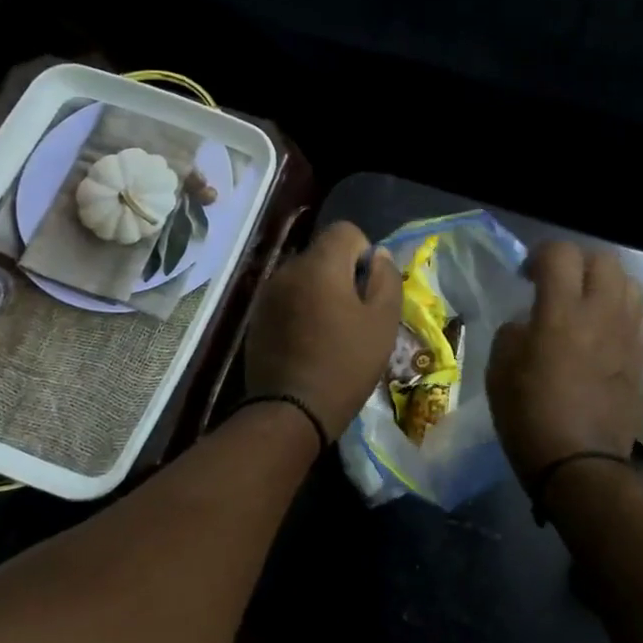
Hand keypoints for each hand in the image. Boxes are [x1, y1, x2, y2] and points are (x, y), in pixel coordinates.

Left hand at [246, 221, 402, 440]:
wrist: (291, 411)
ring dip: (320, 293)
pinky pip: (286, 299)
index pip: (345, 231)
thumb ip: (386, 279)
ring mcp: (267, 294)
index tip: (368, 289)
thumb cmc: (345, 364)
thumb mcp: (382, 323)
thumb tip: (378, 255)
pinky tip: (308, 344)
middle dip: (341, 275)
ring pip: (303, 278)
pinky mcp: (256, 318)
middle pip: (322, 254)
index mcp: (320, 265)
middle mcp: (288, 270)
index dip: (363, 253)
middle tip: (355, 315)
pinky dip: (300, 310)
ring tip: (331, 332)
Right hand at [486, 241, 642, 480]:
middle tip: (557, 283)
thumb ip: (514, 332)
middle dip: (577, 262)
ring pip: (629, 283)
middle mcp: (603, 314)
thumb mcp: (500, 369)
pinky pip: (638, 316)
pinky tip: (602, 333)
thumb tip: (530, 323)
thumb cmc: (529, 416)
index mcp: (562, 312)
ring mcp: (629, 335)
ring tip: (584, 304)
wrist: (580, 465)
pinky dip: (619, 312)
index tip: (526, 275)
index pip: (560, 254)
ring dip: (604, 284)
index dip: (540, 254)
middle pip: (604, 259)